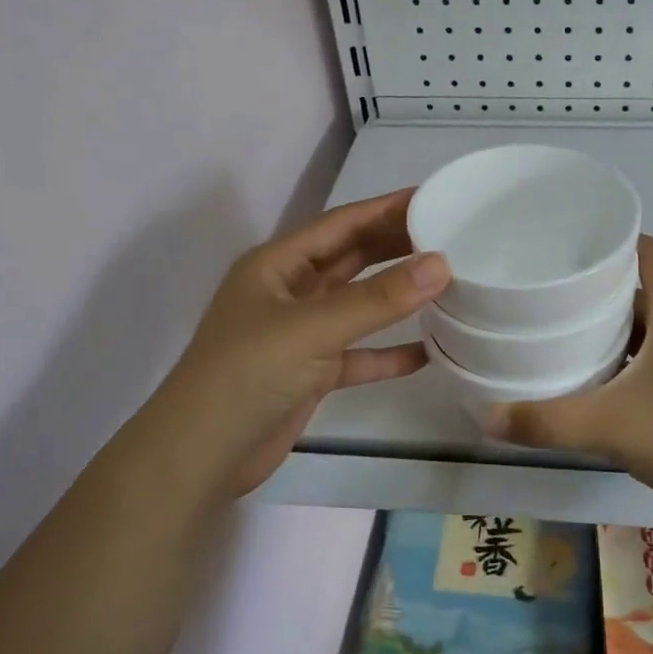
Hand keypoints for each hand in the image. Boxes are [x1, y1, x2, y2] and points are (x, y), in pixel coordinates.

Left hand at [132, 189, 448, 497]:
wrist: (202, 455)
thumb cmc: (248, 373)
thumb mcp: (313, 328)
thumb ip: (377, 298)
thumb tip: (441, 264)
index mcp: (277, 265)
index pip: (341, 224)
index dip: (386, 208)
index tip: (433, 198)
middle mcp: (289, 292)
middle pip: (351, 259)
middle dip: (396, 246)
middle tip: (450, 235)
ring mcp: (300, 334)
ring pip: (358, 306)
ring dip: (396, 297)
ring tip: (447, 283)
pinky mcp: (311, 374)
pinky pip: (358, 354)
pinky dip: (389, 353)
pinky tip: (427, 352)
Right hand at [487, 236, 652, 527]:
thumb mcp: (610, 427)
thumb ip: (548, 422)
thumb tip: (488, 417)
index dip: (620, 240)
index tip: (576, 244)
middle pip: (644, 290)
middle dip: (601, 287)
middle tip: (552, 292)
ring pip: (648, 328)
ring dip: (612, 328)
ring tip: (563, 334)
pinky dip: (624, 361)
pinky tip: (595, 383)